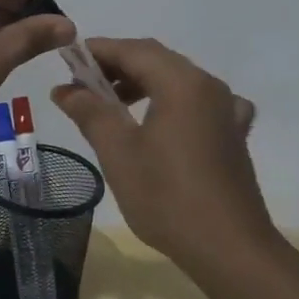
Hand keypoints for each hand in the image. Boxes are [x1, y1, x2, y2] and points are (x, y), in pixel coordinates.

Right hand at [52, 38, 274, 269]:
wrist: (230, 249)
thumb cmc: (167, 197)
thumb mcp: (118, 152)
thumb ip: (90, 112)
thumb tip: (64, 88)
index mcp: (181, 83)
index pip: (133, 50)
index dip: (98, 50)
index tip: (67, 60)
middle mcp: (209, 87)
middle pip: (157, 60)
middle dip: (118, 66)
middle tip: (83, 84)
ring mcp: (226, 111)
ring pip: (178, 80)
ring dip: (142, 83)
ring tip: (111, 105)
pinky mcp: (233, 135)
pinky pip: (199, 103)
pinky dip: (172, 101)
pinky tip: (165, 121)